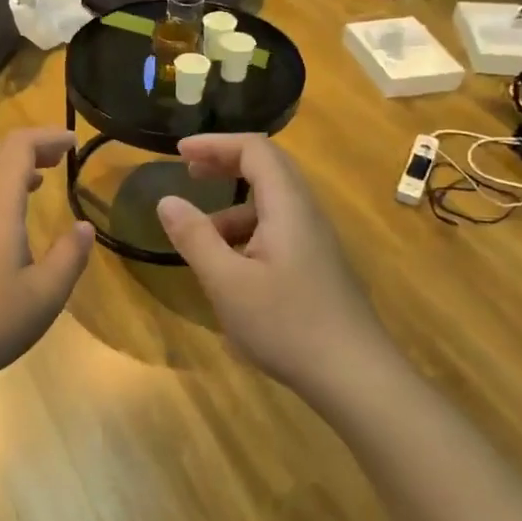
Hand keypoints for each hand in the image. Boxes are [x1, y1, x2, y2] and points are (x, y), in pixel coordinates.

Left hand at [0, 129, 94, 389]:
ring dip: (10, 171)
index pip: (18, 146)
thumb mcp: (44, 294)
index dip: (47, 136)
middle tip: (58, 158)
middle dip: (29, 148)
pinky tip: (7, 227)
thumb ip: (69, 256)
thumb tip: (83, 228)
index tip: (73, 142)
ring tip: (37, 184)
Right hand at [155, 134, 385, 394]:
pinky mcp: (317, 266)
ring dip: (232, 208)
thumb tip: (166, 200)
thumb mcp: (227, 283)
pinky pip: (278, 230)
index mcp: (288, 207)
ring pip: (271, 204)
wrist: (355, 377)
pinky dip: (246, 233)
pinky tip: (230, 269)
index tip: (177, 152)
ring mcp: (315, 241)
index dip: (215, 143)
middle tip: (188, 172)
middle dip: (224, 163)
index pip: (255, 150)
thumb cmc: (287, 325)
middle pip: (267, 169)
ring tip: (200, 239)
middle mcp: (306, 214)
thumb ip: (195, 238)